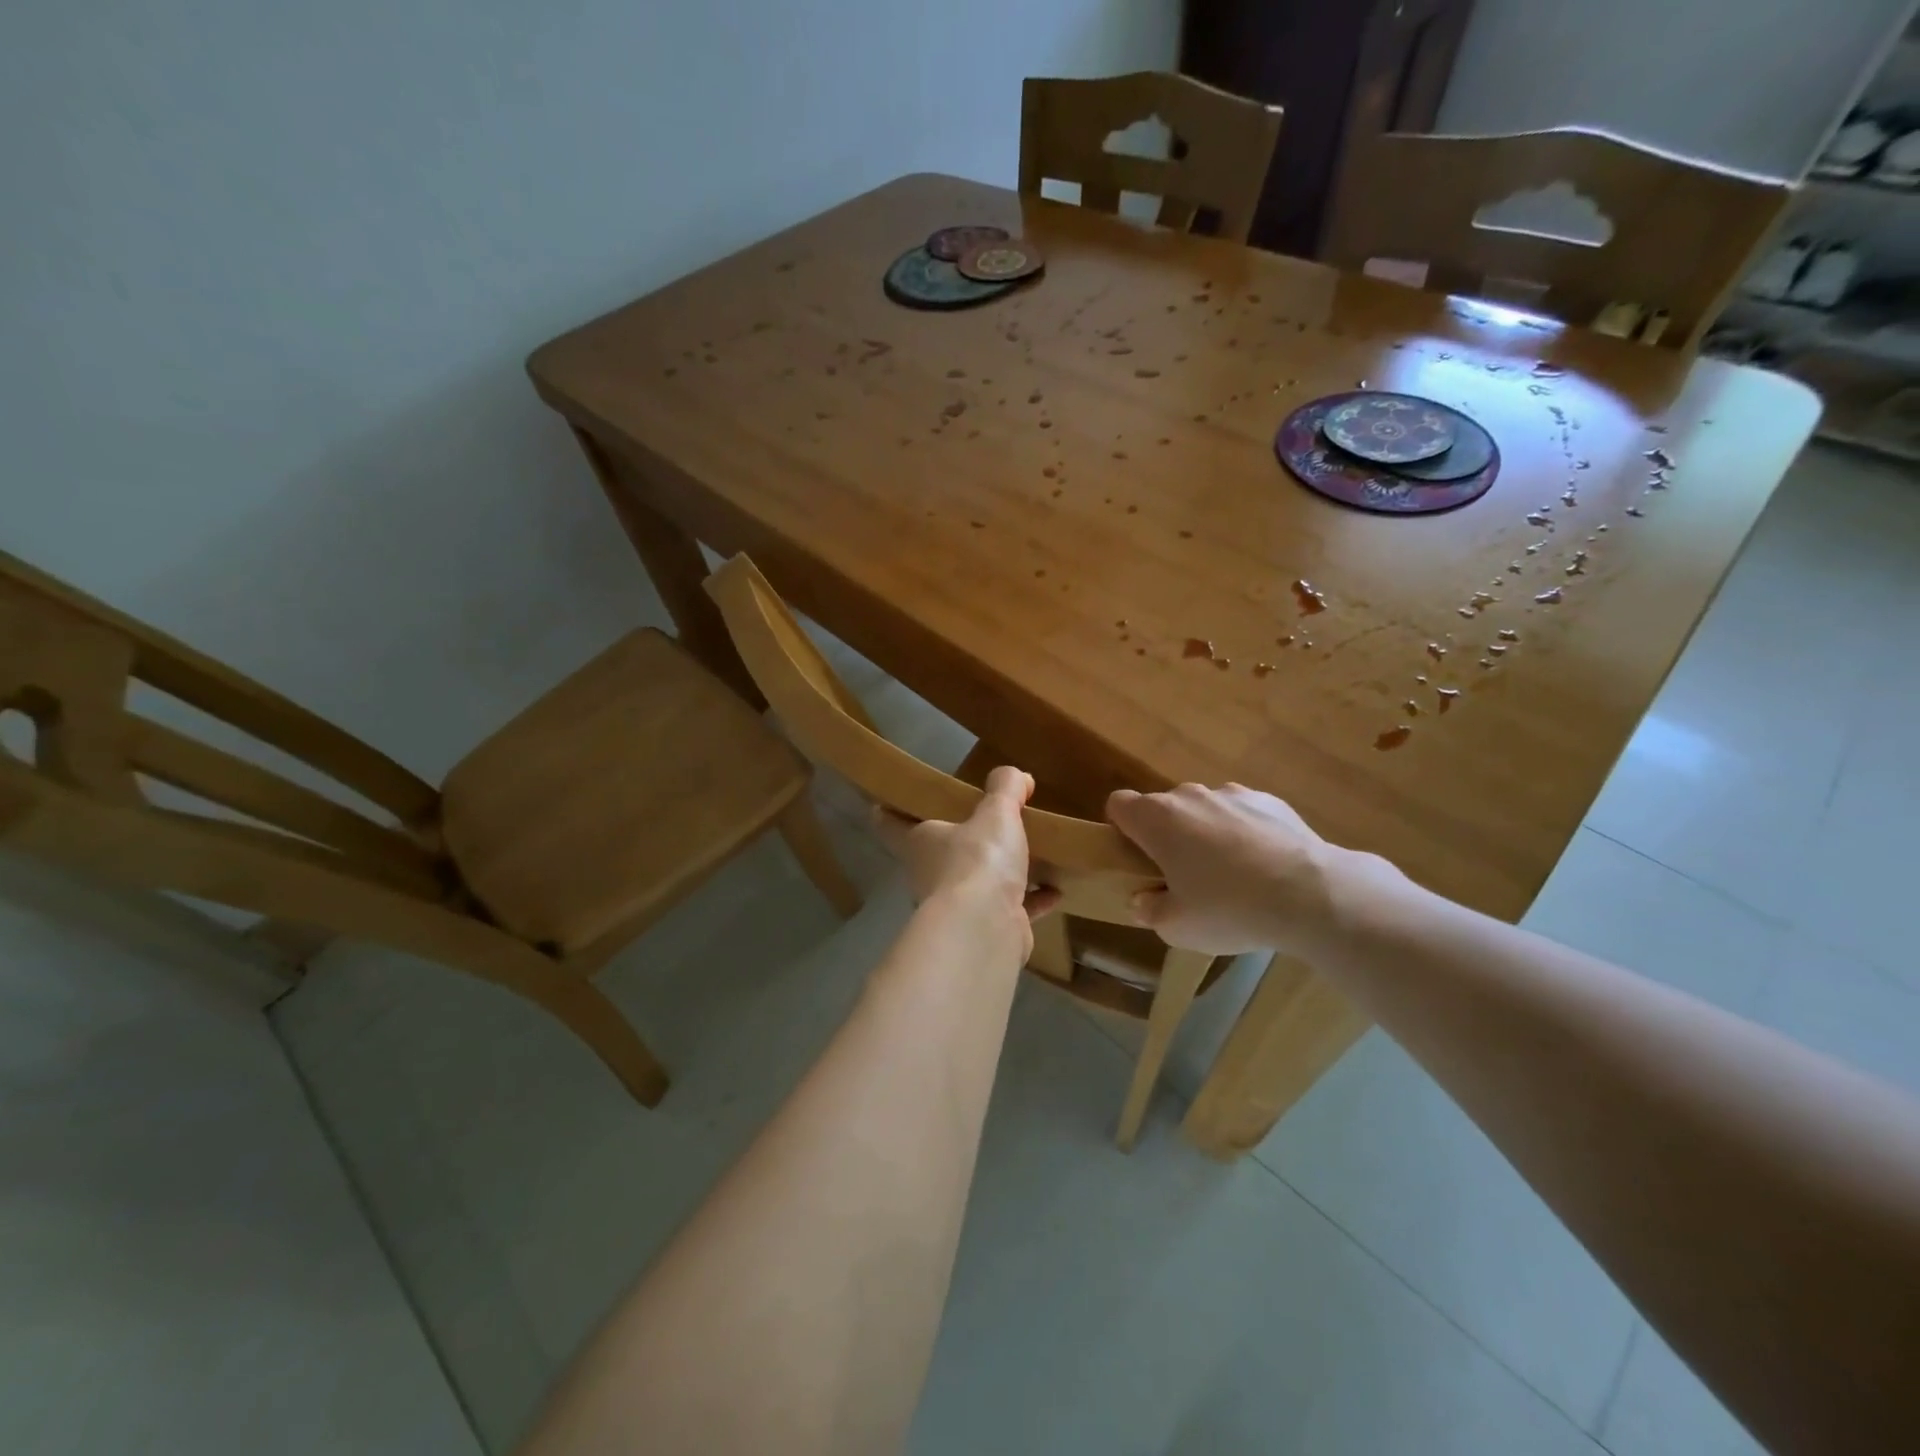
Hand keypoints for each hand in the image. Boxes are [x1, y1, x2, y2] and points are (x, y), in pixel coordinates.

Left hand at [875, 766, 1061, 959]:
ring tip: (1028, 854)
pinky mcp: (986, 930)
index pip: (888, 821)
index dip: (888, 808)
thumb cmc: (978, 861)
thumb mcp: (996, 814)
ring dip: (1000, 874)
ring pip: (976, 884)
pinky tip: (1055, 890)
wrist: (985, 930)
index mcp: (919, 841)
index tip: (893, 797)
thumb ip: (1005, 790)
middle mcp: (930, 874)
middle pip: (937, 853)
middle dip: (959, 841)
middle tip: (983, 822)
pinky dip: (1031, 900)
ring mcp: (956, 908)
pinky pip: (1010, 909)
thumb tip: (1015, 775)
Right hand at [1106, 782, 1401, 956]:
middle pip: (1163, 807)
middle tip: (1182, 877)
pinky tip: (1264, 866)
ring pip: (1204, 809)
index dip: (1121, 829)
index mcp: (1157, 819)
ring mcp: (1232, 793)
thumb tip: (1143, 900)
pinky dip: (1244, 832)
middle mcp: (1189, 795)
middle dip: (1166, 835)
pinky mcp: (1270, 800)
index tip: (1136, 858)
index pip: (1119, 805)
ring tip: (1230, 874)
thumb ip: (1150, 910)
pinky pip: (1242, 813)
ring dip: (1205, 832)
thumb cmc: (1229, 909)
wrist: (1311, 894)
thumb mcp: (1177, 927)